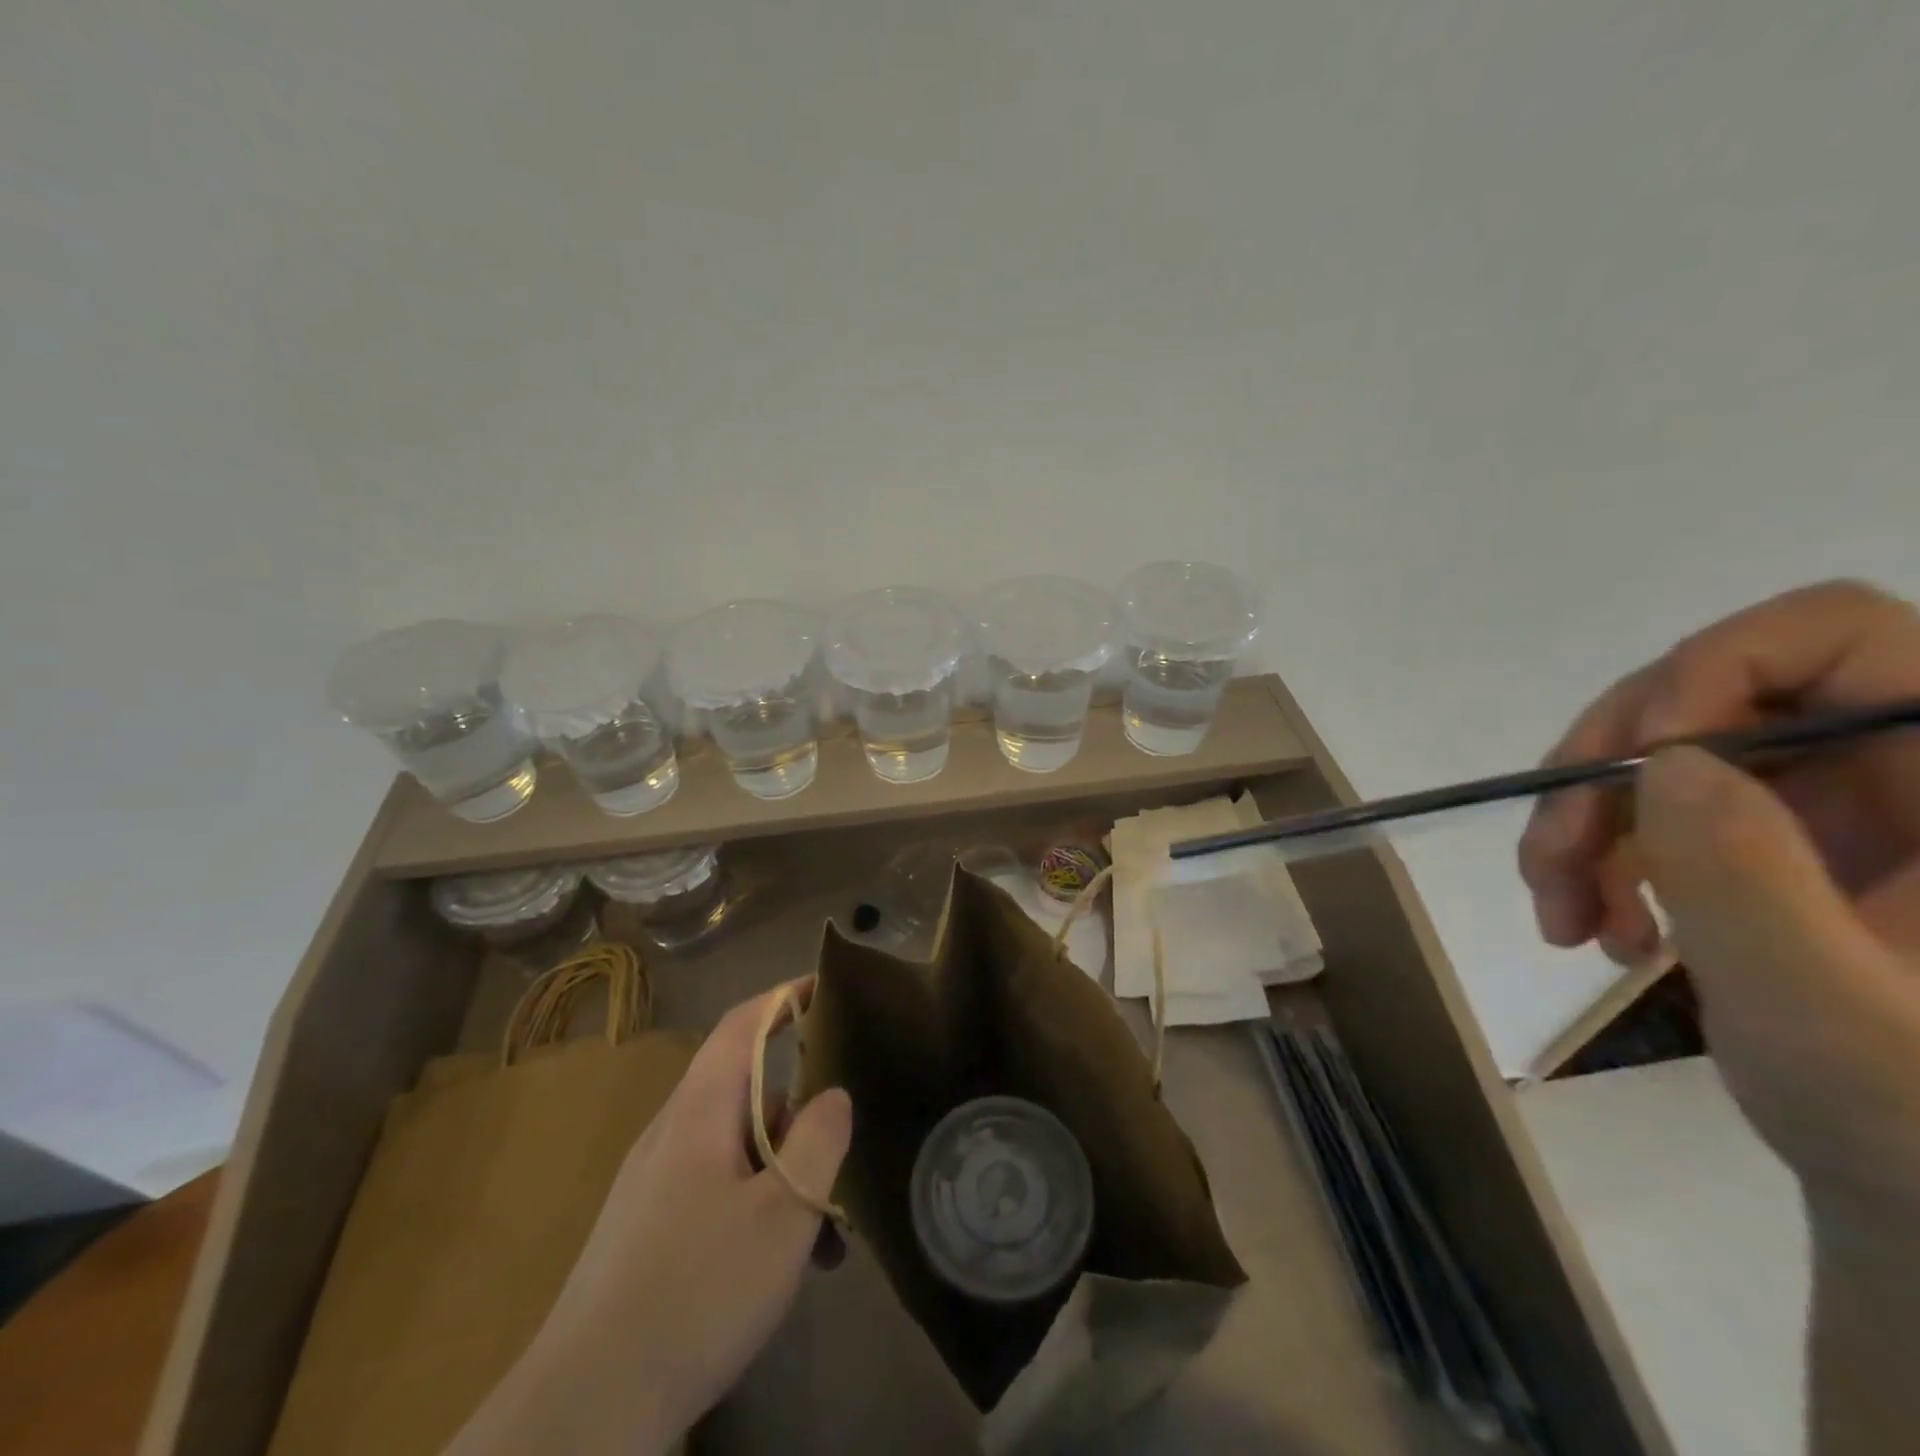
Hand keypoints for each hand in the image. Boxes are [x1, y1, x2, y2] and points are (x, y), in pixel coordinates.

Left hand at [446, 982, 852, 1455]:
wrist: (584, 1412)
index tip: (825, 985)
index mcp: (699, 1111)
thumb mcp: (783, 1213)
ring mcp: (653, 1184)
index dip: (783, 996)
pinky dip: (756, 1203)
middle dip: (799, 1110)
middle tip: (843, 1147)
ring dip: (783, 1170)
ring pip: (735, 1147)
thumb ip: (818, 1141)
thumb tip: (833, 1094)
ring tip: (824, 1232)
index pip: (742, 1025)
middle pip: (745, 1090)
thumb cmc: (696, 1292)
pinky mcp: (647, 1230)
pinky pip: (715, 1188)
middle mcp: (671, 1133)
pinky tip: (779, 1264)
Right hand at [1518, 580, 1919, 1213]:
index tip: (1633, 763)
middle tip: (1549, 855)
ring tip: (1558, 914)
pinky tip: (1589, 924)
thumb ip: (1755, 884)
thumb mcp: (1836, 1017)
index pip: (1839, 636)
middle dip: (1603, 773)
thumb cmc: (1913, 1125)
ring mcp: (1821, 803)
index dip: (1715, 672)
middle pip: (1706, 696)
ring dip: (1580, 825)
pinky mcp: (1760, 837)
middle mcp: (1895, 767)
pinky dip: (1593, 856)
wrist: (1911, 1188)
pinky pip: (1643, 806)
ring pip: (1654, 755)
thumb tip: (1659, 761)